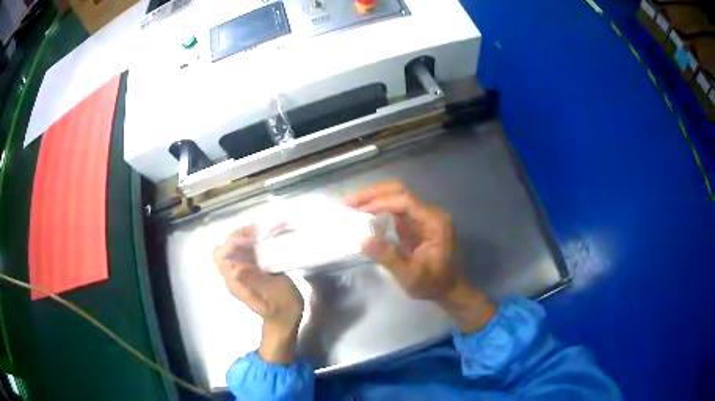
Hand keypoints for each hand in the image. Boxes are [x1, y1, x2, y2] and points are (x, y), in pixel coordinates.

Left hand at [213, 225, 303, 363]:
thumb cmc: (281, 310)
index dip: (232, 242)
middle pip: (226, 247)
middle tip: (260, 229)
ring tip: (267, 229)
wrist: (285, 321)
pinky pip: (247, 251)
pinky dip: (255, 241)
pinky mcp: (251, 270)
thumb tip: (237, 267)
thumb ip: (254, 281)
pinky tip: (269, 237)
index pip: (220, 255)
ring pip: (236, 246)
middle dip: (240, 234)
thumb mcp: (273, 295)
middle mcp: (234, 274)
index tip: (252, 238)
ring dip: (249, 235)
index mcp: (234, 281)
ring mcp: (242, 271)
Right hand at [345, 182, 495, 332]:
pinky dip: (378, 209)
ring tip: (351, 206)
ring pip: (396, 197)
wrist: (449, 290)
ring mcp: (422, 217)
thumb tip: (363, 241)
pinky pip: (395, 209)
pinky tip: (363, 214)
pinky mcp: (415, 224)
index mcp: (434, 221)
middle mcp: (430, 213)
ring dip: (374, 199)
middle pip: (400, 191)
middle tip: (349, 202)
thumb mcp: (411, 275)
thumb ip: (389, 258)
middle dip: (374, 194)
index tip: (358, 211)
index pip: (405, 201)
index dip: (381, 203)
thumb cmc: (433, 283)